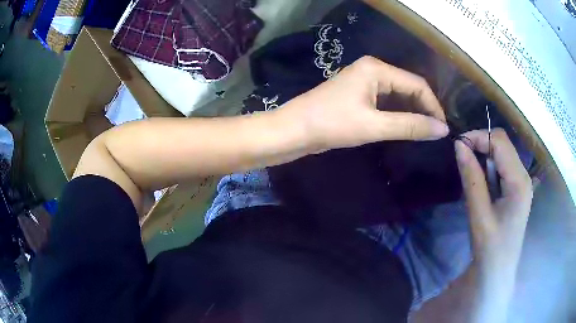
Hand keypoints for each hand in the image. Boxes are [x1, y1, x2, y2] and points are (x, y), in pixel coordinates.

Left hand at [279, 56, 448, 150]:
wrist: (294, 131)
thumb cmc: (332, 124)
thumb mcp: (374, 125)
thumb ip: (410, 126)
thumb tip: (442, 130)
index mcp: (377, 69)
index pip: (417, 84)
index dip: (433, 106)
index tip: (443, 129)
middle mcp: (372, 70)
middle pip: (408, 87)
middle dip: (423, 109)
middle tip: (435, 132)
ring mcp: (364, 82)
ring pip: (397, 96)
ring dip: (411, 113)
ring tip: (425, 133)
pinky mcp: (358, 96)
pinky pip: (386, 103)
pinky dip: (397, 115)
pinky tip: (406, 129)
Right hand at [455, 129, 532, 289]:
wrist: (498, 270)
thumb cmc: (490, 247)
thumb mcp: (478, 214)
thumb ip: (471, 178)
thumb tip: (459, 145)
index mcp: (519, 182)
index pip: (500, 142)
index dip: (478, 137)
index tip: (458, 145)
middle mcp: (524, 175)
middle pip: (503, 143)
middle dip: (482, 143)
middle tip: (462, 157)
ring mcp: (522, 181)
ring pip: (503, 152)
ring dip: (485, 155)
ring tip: (471, 172)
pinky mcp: (518, 187)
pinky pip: (504, 164)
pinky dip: (490, 165)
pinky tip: (483, 182)